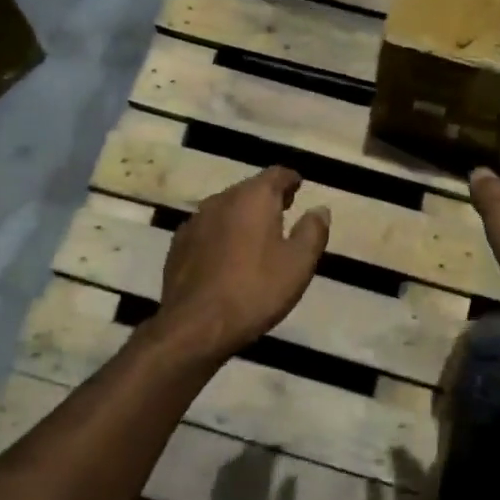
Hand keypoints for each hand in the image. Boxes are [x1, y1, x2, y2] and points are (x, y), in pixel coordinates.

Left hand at [150, 166, 329, 360]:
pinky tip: (228, 256)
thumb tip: (320, 209)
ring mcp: (195, 221)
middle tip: (284, 210)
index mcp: (253, 198)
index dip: (290, 180)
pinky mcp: (179, 245)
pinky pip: (208, 230)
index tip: (299, 186)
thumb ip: (313, 231)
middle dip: (267, 197)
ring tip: (258, 235)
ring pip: (226, 209)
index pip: (276, 174)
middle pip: (249, 189)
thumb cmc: (256, 290)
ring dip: (243, 217)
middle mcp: (221, 200)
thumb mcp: (299, 264)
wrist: (196, 325)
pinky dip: (222, 235)